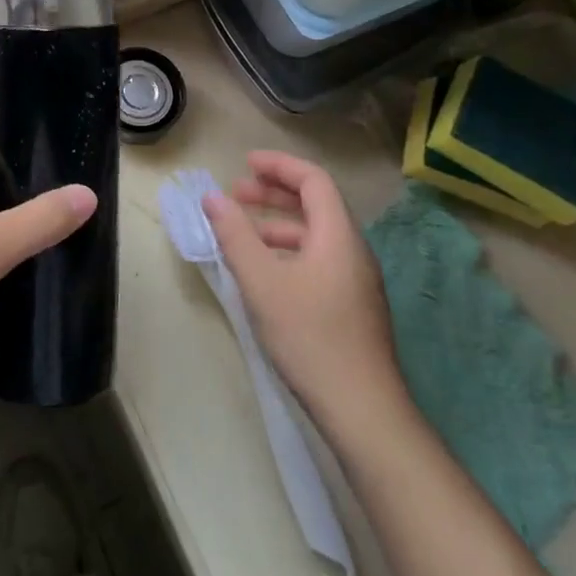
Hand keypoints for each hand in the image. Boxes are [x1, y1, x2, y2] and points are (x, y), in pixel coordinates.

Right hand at [204, 151, 405, 418]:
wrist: (363, 411)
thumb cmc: (310, 337)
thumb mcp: (262, 282)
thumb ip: (235, 235)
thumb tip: (212, 197)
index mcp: (338, 235)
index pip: (313, 180)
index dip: (279, 165)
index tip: (244, 163)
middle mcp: (353, 250)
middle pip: (316, 204)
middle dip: (274, 193)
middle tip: (236, 193)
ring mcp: (357, 281)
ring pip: (316, 235)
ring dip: (278, 224)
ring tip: (242, 233)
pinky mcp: (353, 307)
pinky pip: (318, 259)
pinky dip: (288, 251)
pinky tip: (265, 274)